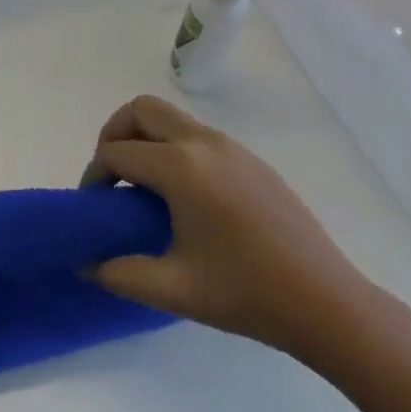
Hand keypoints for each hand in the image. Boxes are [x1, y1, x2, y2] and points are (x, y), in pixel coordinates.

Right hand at [80, 96, 375, 364]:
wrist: (326, 302)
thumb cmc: (246, 294)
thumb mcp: (174, 289)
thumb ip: (119, 273)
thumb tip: (84, 264)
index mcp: (180, 167)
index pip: (117, 152)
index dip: (94, 176)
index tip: (93, 207)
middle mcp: (202, 142)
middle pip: (141, 109)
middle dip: (114, 134)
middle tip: (111, 177)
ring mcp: (230, 146)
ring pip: (170, 116)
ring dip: (144, 137)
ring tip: (142, 185)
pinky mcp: (249, 158)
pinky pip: (196, 134)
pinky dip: (172, 146)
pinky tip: (183, 194)